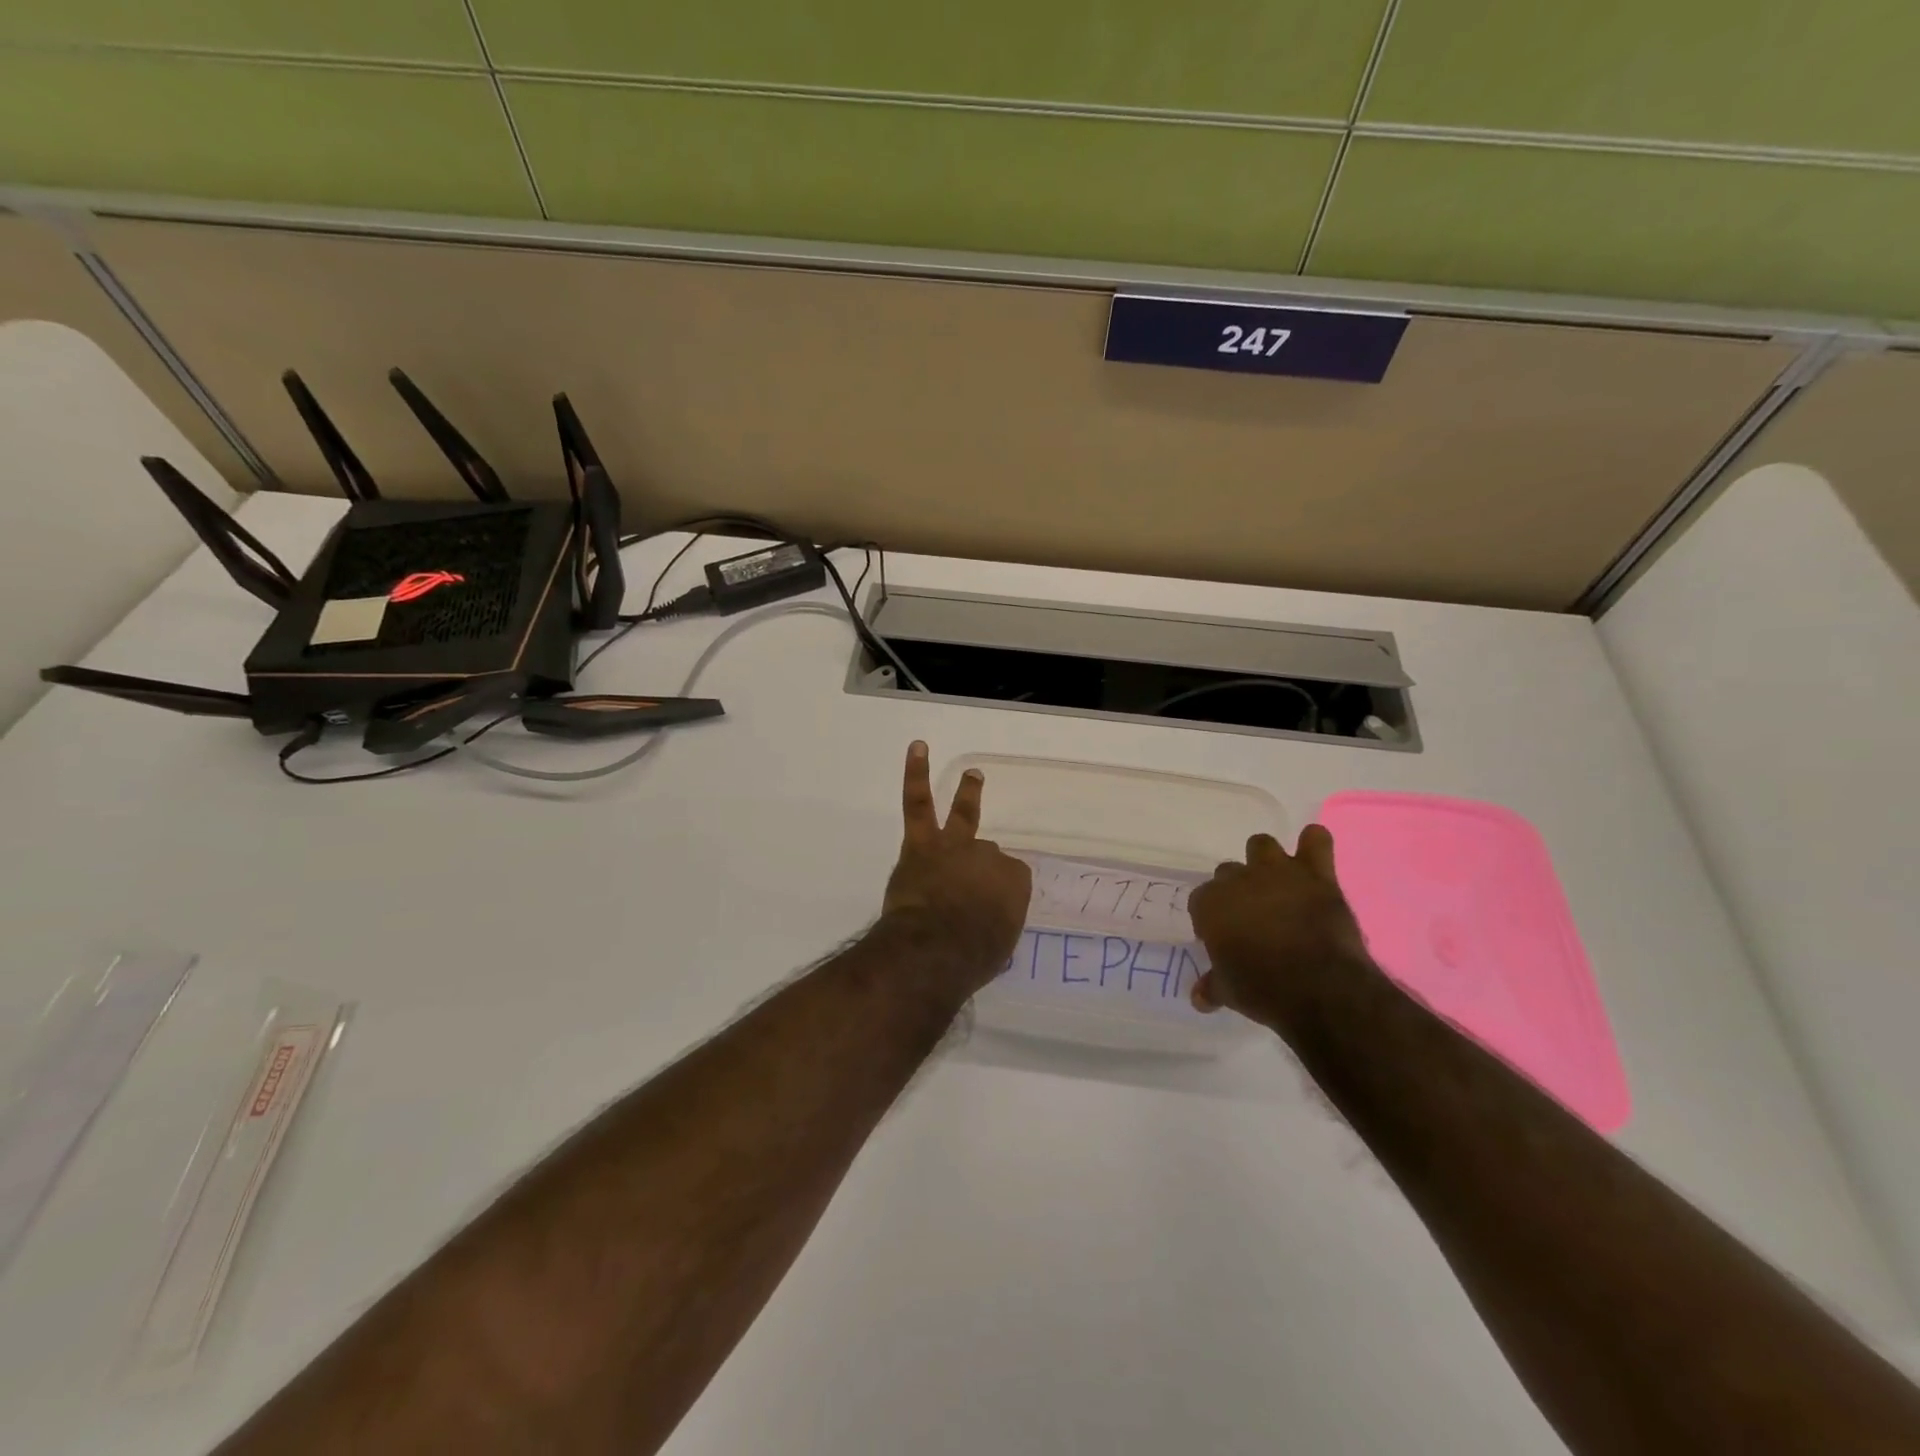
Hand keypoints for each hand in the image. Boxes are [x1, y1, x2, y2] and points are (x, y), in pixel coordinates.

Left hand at [880, 742, 1031, 993]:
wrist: (935, 948)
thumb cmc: (971, 957)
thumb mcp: (999, 946)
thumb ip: (994, 924)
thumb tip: (983, 918)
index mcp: (1014, 884)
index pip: (1010, 881)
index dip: (996, 896)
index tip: (985, 915)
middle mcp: (989, 858)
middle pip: (988, 853)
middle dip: (981, 866)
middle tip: (979, 876)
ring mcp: (955, 846)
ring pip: (962, 815)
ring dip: (969, 794)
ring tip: (973, 776)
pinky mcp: (921, 844)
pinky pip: (918, 801)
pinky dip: (916, 773)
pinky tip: (919, 748)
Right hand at [1188, 826, 1372, 1026]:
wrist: (1320, 988)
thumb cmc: (1264, 990)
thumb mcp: (1230, 993)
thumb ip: (1213, 986)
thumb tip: (1199, 998)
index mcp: (1210, 904)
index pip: (1201, 900)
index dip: (1211, 919)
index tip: (1223, 938)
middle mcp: (1238, 879)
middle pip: (1228, 872)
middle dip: (1237, 890)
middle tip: (1252, 918)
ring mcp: (1278, 872)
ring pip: (1261, 845)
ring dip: (1266, 861)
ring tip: (1278, 885)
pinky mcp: (1316, 874)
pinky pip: (1316, 840)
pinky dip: (1313, 844)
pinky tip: (1312, 857)